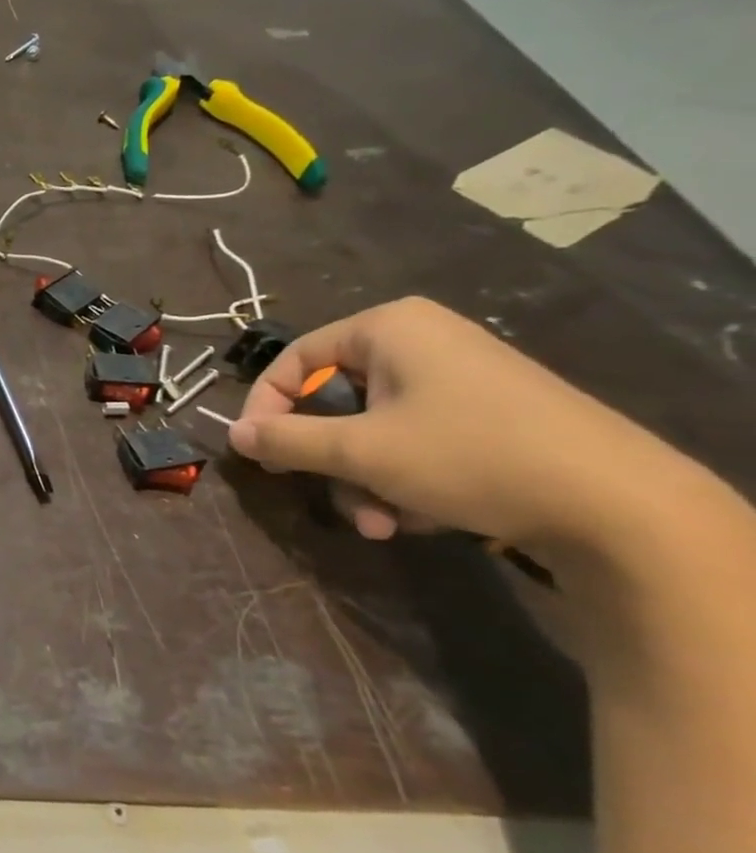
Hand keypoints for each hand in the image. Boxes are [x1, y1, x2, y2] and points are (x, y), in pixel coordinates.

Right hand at [228, 297, 670, 553]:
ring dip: (364, 480)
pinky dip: (404, 478)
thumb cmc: (468, 455)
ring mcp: (458, 376)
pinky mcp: (487, 413)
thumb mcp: (360, 452)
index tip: (258, 452)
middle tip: (328, 495)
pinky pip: (414, 438)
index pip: (294, 359)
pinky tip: (421, 516)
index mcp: (388, 328)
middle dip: (330, 459)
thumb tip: (233, 434)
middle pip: (335, 399)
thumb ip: (286, 439)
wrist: (619, 506)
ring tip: (383, 524)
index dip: (267, 406)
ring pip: (373, 428)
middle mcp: (421, 341)